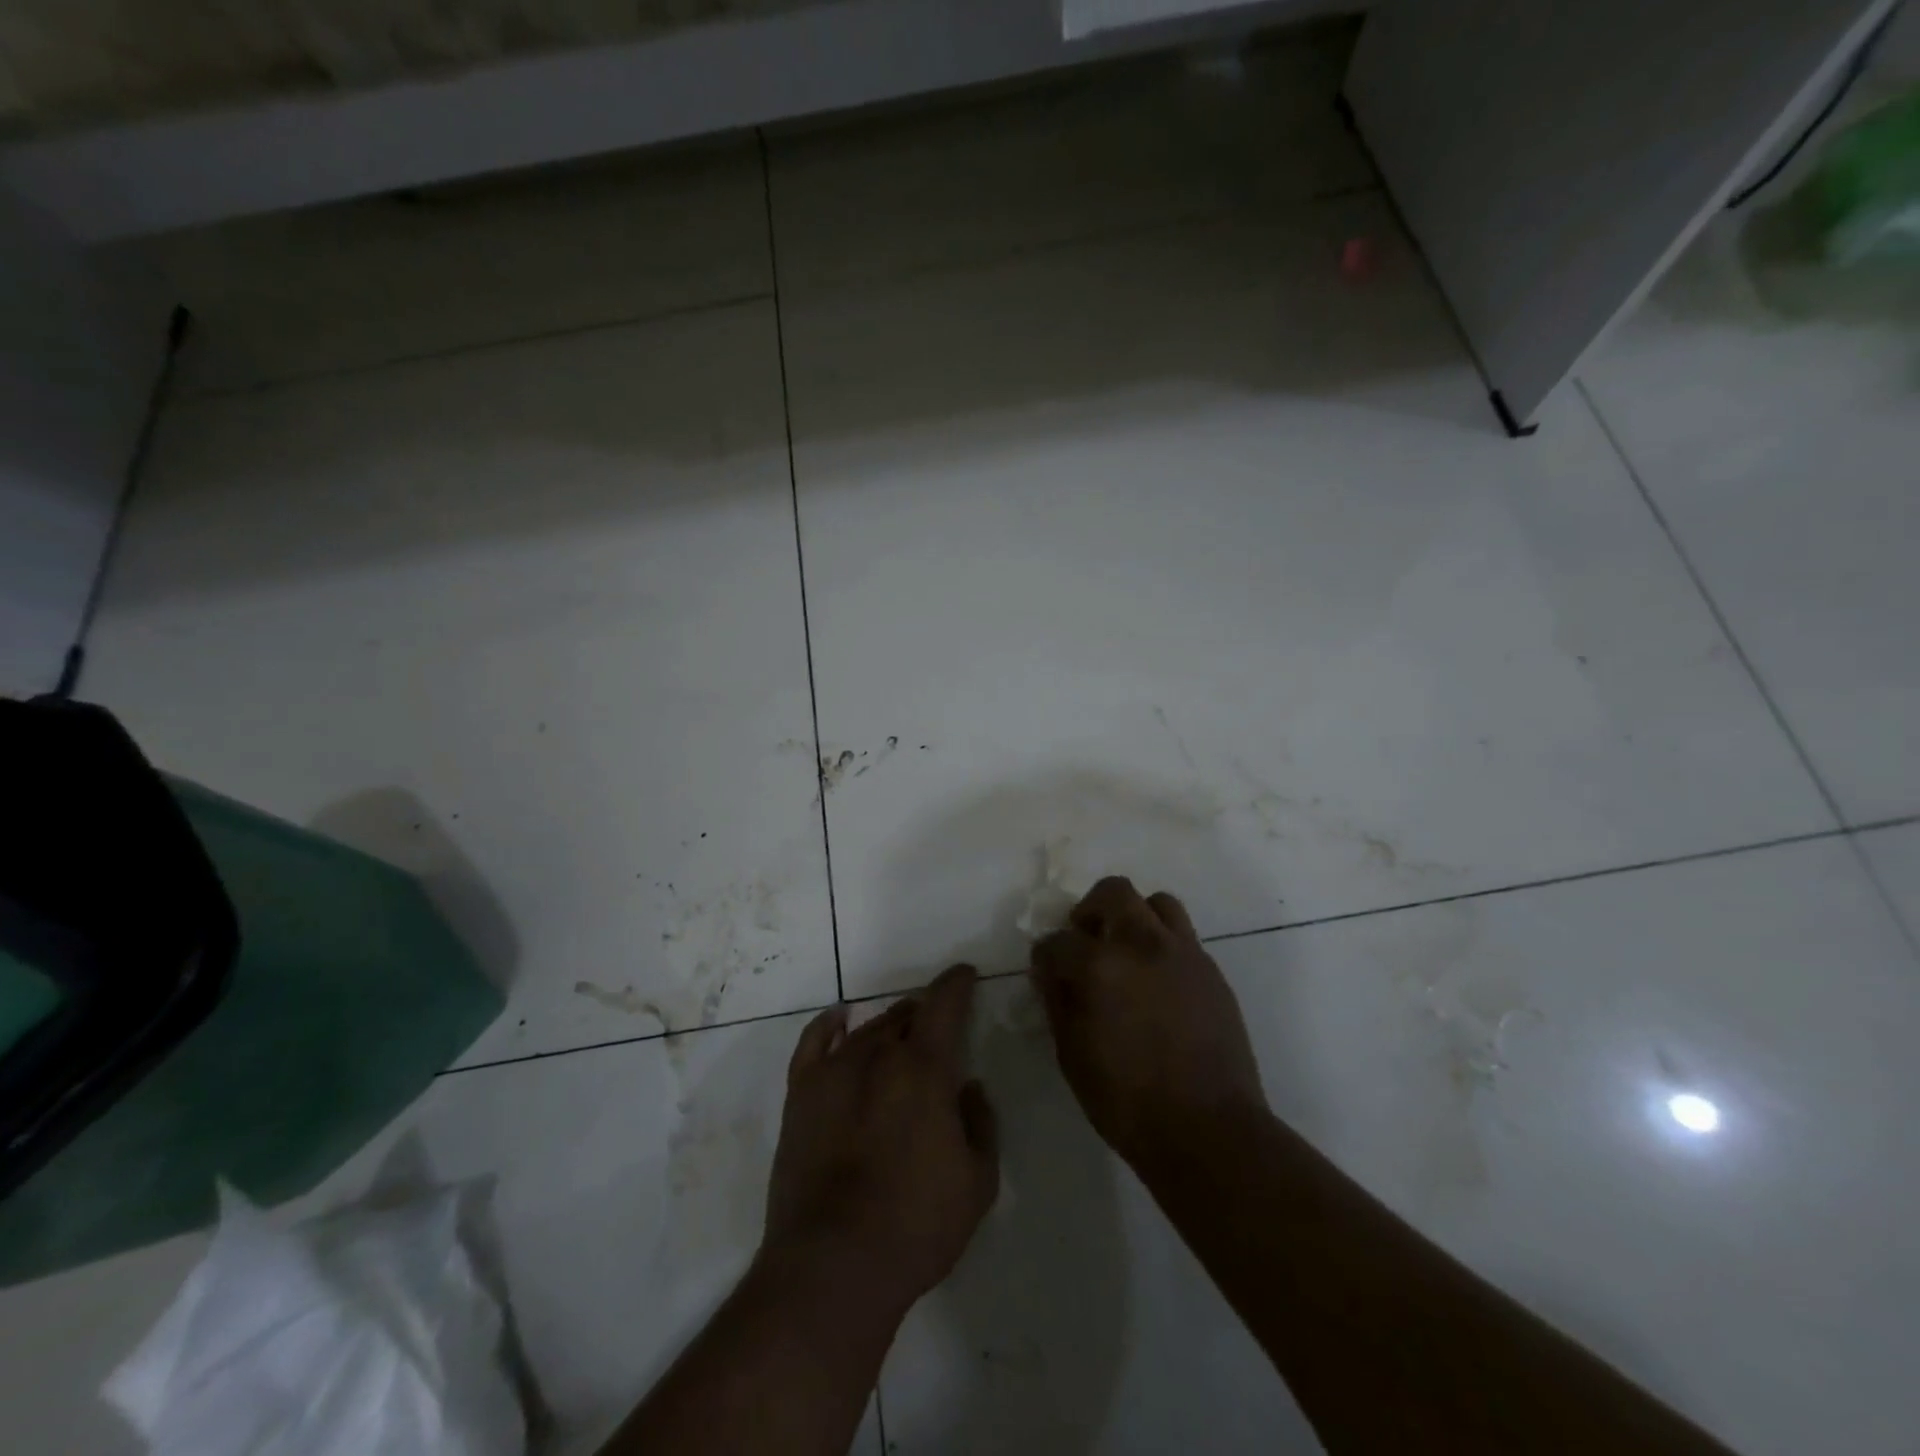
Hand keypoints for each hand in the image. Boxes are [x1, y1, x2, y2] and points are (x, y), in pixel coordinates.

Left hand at [760, 966, 998, 1317]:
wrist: (832, 1265)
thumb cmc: (916, 1226)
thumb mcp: (977, 1182)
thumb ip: (981, 1123)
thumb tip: (969, 1086)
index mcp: (924, 1069)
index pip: (944, 1005)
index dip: (957, 984)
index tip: (965, 974)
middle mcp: (878, 1055)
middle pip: (904, 1016)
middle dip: (924, 1013)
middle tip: (936, 1026)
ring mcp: (834, 1072)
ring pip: (867, 1030)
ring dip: (888, 1025)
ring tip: (899, 1030)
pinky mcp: (801, 1095)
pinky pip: (814, 1043)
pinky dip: (828, 1024)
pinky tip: (840, 1017)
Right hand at [1031, 877, 1266, 1168]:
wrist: (1209, 1130)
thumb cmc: (1128, 1102)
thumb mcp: (1072, 1057)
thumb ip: (1057, 1003)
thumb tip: (1050, 973)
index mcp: (1100, 966)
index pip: (1058, 941)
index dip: (1046, 957)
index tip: (1047, 973)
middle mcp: (1141, 944)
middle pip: (1112, 892)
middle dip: (1090, 911)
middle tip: (1086, 943)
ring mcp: (1182, 953)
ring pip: (1156, 902)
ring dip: (1134, 917)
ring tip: (1127, 952)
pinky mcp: (1211, 969)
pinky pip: (1182, 935)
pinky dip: (1162, 943)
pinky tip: (1157, 981)